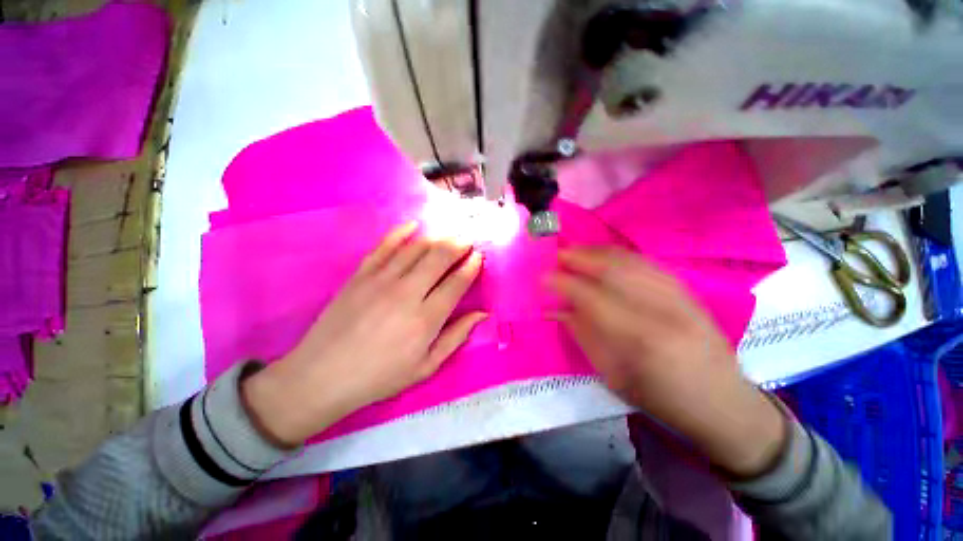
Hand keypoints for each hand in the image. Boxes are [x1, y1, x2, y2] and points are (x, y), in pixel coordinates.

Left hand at [243, 223, 485, 446]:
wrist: (322, 375)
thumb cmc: (380, 376)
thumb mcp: (426, 367)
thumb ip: (456, 337)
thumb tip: (482, 314)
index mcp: (426, 319)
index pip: (456, 283)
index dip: (471, 267)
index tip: (478, 257)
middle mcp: (407, 293)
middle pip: (438, 258)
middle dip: (457, 245)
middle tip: (467, 240)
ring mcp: (381, 280)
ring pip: (415, 248)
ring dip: (436, 238)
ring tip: (448, 234)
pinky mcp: (360, 275)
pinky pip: (384, 246)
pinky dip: (400, 232)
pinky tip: (413, 225)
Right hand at [548, 247, 784, 476]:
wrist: (724, 402)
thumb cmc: (662, 399)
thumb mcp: (613, 375)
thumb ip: (583, 335)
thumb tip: (556, 309)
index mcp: (642, 339)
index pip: (592, 297)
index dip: (563, 283)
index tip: (543, 277)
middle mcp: (663, 309)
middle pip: (613, 269)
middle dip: (579, 257)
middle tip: (556, 255)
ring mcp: (680, 295)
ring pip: (630, 260)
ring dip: (596, 251)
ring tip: (574, 251)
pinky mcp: (688, 289)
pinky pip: (646, 262)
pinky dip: (619, 255)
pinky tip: (603, 255)